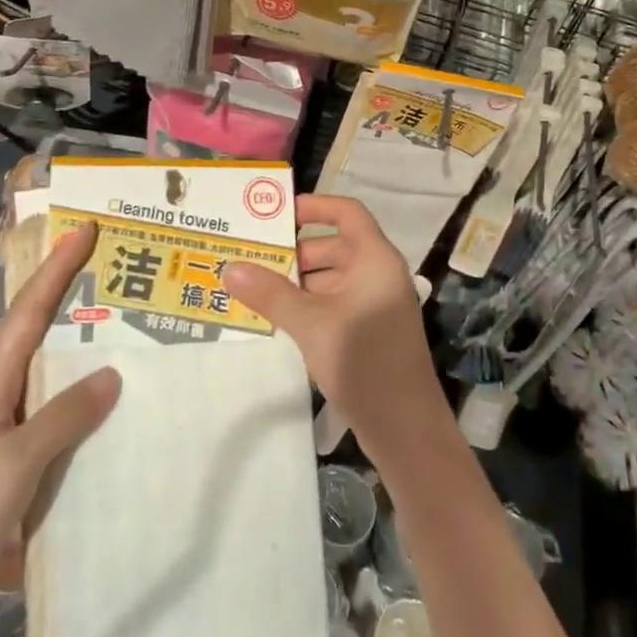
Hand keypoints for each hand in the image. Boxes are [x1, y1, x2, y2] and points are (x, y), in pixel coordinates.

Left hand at [0, 222, 119, 629]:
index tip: (83, 231)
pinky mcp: (4, 471)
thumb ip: (63, 416)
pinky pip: (47, 418)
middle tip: (102, 270)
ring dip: (69, 346)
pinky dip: (73, 401)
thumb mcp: (15, 462)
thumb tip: (111, 371)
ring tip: (111, 328)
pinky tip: (99, 414)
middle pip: (28, 334)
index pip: (26, 314)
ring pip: (38, 375)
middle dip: (60, 296)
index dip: (54, 270)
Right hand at [219, 195, 450, 463]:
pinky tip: (276, 317)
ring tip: (253, 285)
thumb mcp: (311, 324)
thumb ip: (270, 294)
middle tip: (250, 255)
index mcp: (375, 259)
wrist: (406, 430)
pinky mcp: (368, 331)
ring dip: (296, 280)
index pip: (346, 212)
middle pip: (334, 245)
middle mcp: (378, 274)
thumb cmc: (364, 362)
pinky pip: (334, 302)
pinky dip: (308, 303)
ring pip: (331, 277)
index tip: (275, 215)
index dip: (314, 206)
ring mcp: (374, 304)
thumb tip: (229, 266)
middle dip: (294, 250)